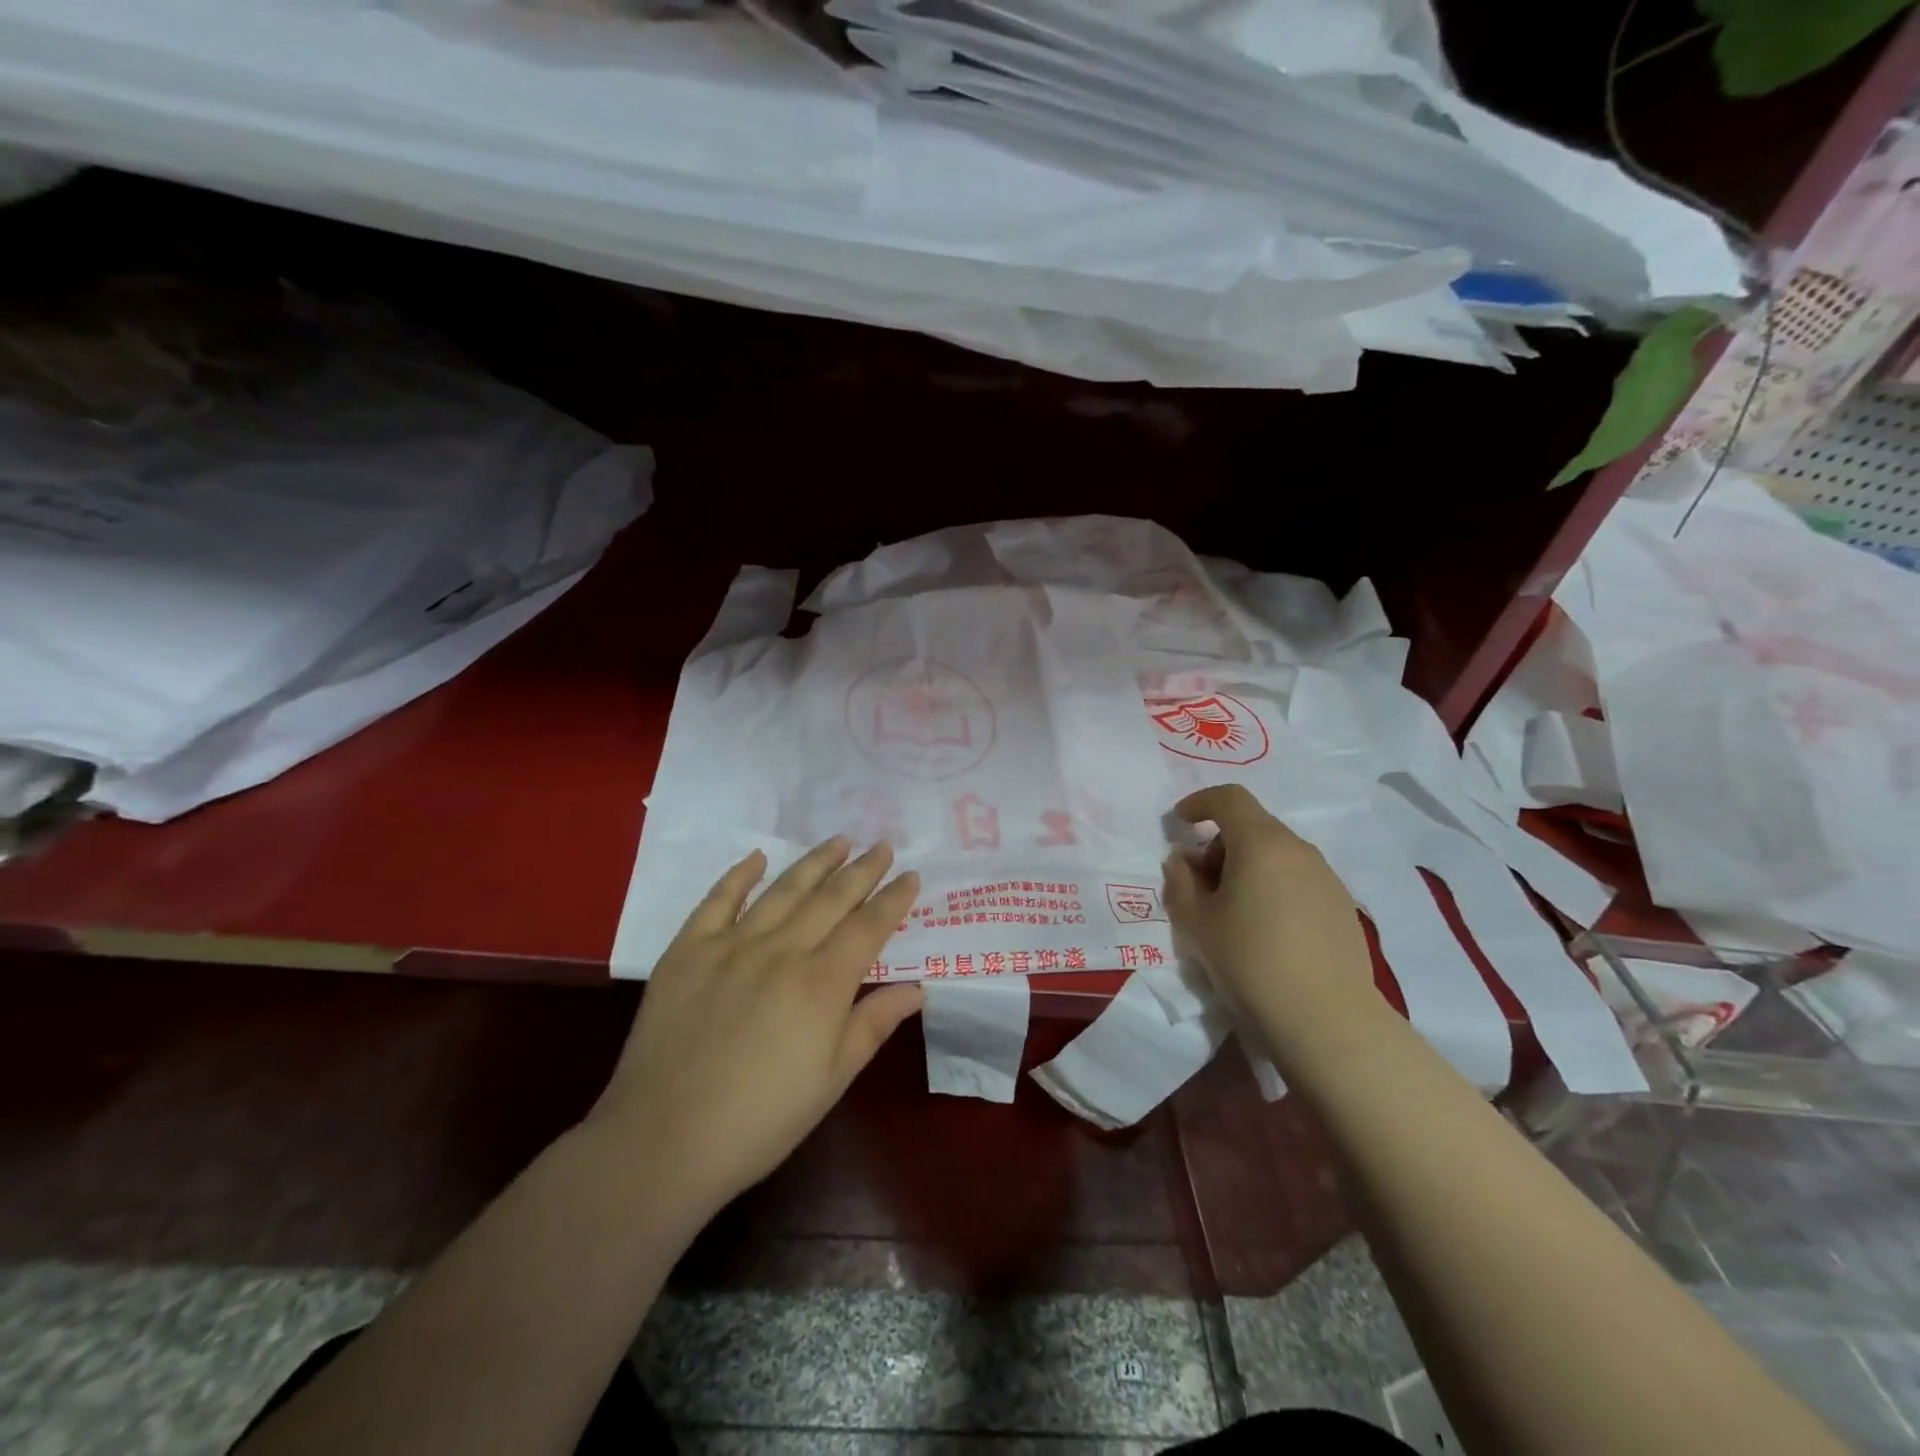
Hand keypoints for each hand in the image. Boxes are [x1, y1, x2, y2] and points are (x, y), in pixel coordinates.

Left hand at [591, 839, 924, 1220]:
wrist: (663, 1141)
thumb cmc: (761, 1120)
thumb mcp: (833, 1079)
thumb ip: (875, 1024)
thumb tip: (918, 988)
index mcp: (821, 984)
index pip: (868, 927)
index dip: (893, 899)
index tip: (911, 875)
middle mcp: (781, 951)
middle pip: (831, 899)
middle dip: (862, 870)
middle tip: (882, 845)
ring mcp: (731, 945)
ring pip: (783, 891)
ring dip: (815, 862)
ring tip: (838, 841)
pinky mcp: (687, 950)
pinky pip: (718, 900)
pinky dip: (740, 875)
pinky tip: (758, 857)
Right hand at [1162, 784, 1385, 1060]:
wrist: (1327, 1019)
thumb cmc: (1250, 961)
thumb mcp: (1196, 922)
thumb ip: (1180, 882)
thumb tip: (1182, 860)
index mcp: (1261, 843)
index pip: (1229, 798)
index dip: (1199, 803)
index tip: (1179, 823)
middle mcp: (1298, 849)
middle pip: (1253, 826)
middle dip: (1220, 844)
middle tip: (1200, 883)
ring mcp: (1326, 877)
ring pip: (1277, 853)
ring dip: (1247, 866)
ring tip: (1232, 911)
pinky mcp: (1342, 905)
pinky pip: (1298, 879)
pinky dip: (1274, 886)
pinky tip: (1266, 930)